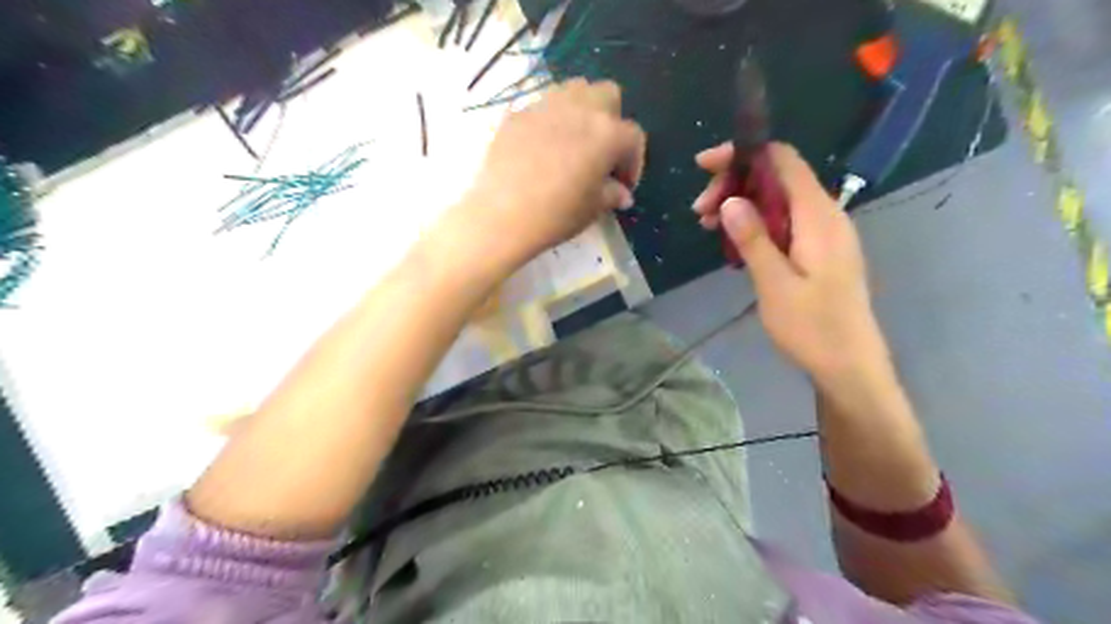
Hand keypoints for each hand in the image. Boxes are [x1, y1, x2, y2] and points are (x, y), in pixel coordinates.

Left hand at [454, 79, 647, 269]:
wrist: (503, 214)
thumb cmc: (557, 214)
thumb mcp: (593, 209)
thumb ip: (612, 194)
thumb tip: (622, 193)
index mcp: (608, 133)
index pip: (633, 137)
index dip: (633, 162)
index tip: (623, 184)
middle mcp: (581, 109)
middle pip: (607, 95)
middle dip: (612, 120)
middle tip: (602, 152)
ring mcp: (546, 106)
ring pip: (574, 91)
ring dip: (581, 111)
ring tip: (573, 142)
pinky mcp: (517, 114)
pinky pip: (541, 108)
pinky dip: (549, 122)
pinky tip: (540, 150)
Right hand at [693, 142, 887, 381]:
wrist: (849, 366)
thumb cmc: (813, 328)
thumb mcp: (775, 284)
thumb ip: (754, 238)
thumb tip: (730, 200)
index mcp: (818, 216)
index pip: (782, 160)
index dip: (743, 154)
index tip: (704, 167)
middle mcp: (825, 215)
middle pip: (777, 178)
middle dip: (734, 185)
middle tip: (699, 212)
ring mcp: (823, 233)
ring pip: (778, 201)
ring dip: (741, 206)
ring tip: (708, 227)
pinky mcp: (818, 250)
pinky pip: (784, 222)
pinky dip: (755, 224)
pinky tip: (734, 243)